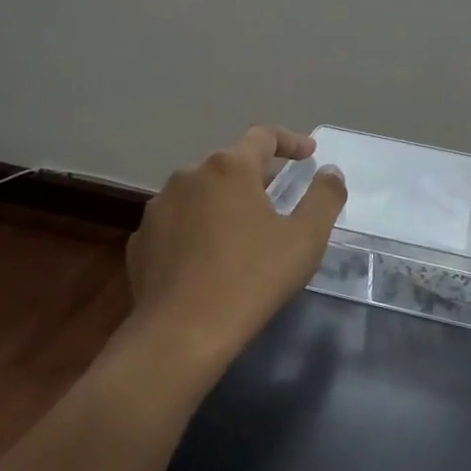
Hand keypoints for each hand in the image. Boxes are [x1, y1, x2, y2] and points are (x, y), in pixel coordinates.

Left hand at [124, 125, 347, 377]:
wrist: (182, 334)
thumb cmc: (253, 277)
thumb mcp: (306, 238)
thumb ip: (325, 197)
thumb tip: (330, 172)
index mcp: (229, 168)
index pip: (263, 136)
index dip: (291, 141)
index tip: (309, 154)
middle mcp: (188, 176)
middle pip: (230, 164)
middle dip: (258, 175)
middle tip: (281, 197)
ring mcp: (158, 208)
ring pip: (200, 193)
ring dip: (224, 202)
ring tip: (243, 231)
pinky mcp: (141, 242)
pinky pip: (177, 224)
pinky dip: (197, 230)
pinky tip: (209, 259)